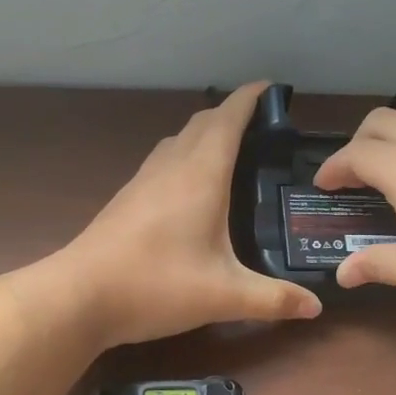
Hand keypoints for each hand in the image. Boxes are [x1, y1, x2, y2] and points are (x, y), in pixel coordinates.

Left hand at [63, 82, 322, 345]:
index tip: (271, 88)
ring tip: (230, 151)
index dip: (250, 98)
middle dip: (231, 114)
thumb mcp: (224, 296)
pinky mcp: (126, 199)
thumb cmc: (156, 285)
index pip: (228, 119)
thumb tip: (316, 307)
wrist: (79, 297)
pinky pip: (163, 161)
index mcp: (200, 175)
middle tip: (262, 128)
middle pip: (202, 123)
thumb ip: (273, 299)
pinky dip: (185, 156)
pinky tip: (190, 187)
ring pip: (178, 140)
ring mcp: (143, 180)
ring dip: (205, 133)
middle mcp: (171, 167)